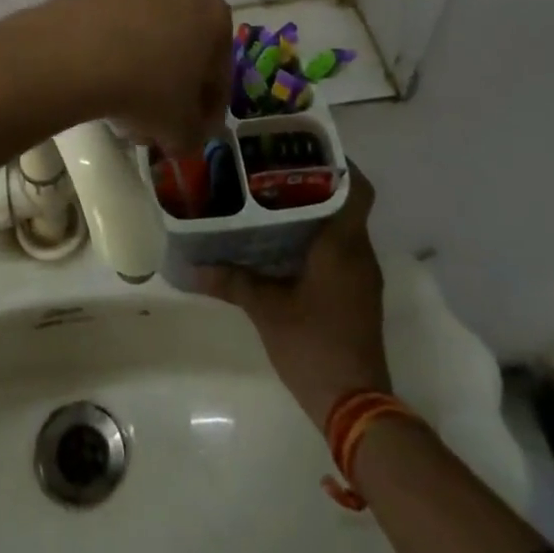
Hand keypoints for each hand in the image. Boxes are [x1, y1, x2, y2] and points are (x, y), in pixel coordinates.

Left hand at [50, 0, 231, 156]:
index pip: (219, 70)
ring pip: (145, 39)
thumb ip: (192, 135)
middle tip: (157, 122)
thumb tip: (183, 136)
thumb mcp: (181, 130)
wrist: (77, 54)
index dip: (208, 106)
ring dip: (140, 72)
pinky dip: (111, 57)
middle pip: (181, 48)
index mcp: (212, 16)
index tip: (193, 130)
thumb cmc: (147, 88)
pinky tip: (98, 87)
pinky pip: (112, 33)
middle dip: (171, 86)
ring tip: (122, 111)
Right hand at [194, 166, 391, 431]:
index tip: (304, 146)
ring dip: (314, 209)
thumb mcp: (265, 309)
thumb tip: (192, 266)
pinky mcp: (357, 293)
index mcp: (343, 245)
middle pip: (346, 202)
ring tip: (271, 194)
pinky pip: (340, 249)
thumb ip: (232, 280)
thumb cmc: (313, 345)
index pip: (356, 188)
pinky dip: (317, 236)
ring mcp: (361, 275)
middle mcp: (359, 253)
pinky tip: (283, 239)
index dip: (338, 162)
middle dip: (314, 181)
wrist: (355, 406)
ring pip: (342, 226)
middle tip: (272, 166)